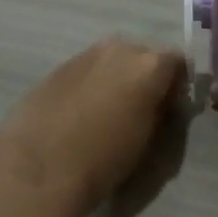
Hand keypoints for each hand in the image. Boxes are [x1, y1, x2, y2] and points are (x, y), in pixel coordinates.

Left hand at [0, 37, 187, 216]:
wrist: (40, 167)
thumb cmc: (103, 160)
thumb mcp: (147, 139)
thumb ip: (158, 110)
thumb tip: (158, 101)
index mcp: (148, 66)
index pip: (177, 62)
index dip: (176, 83)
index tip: (170, 106)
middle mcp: (118, 50)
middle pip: (142, 55)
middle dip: (144, 75)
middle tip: (139, 107)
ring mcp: (84, 55)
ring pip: (110, 59)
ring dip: (115, 77)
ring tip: (106, 110)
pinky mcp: (56, 68)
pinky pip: (85, 70)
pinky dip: (89, 83)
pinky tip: (79, 111)